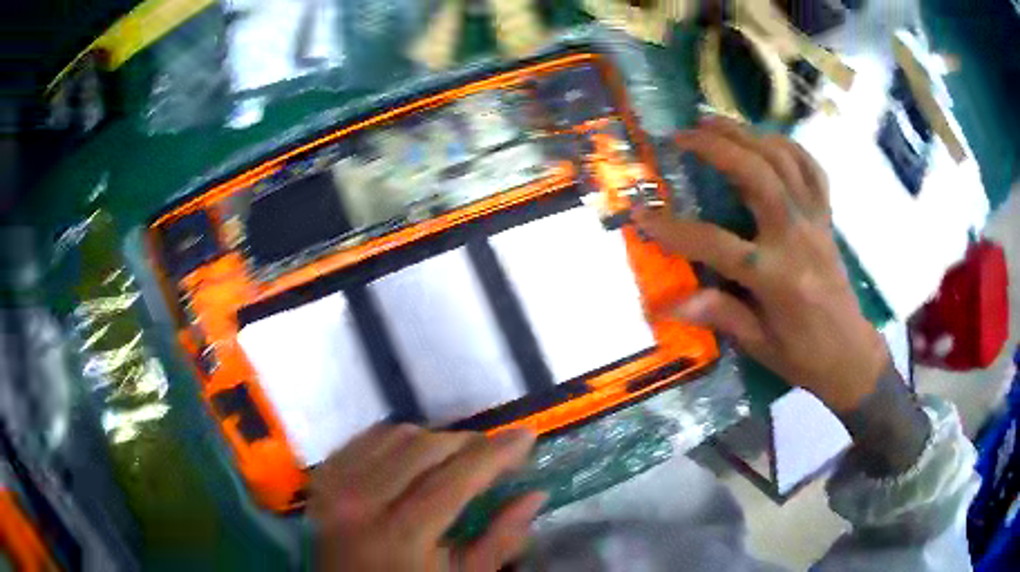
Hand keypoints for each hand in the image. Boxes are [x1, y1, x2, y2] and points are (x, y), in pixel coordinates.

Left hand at [310, 425, 544, 571]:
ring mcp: (336, 485)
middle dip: (467, 442)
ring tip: (454, 456)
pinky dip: (396, 439)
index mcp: (401, 534)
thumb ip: (501, 538)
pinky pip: (364, 438)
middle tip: (491, 453)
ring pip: (394, 435)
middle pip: (424, 448)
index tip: (526, 435)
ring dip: (433, 439)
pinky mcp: (324, 478)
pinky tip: (412, 455)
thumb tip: (535, 494)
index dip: (496, 453)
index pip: (456, 478)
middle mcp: (362, 501)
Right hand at [635, 117, 888, 412]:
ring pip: (783, 161)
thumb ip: (720, 314)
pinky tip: (764, 138)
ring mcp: (815, 222)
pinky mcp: (826, 218)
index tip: (640, 214)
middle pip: (757, 175)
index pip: (715, 243)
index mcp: (775, 277)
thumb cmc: (803, 356)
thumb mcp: (758, 345)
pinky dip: (788, 146)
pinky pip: (811, 169)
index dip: (673, 229)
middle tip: (682, 135)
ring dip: (746, 134)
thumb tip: (673, 302)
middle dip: (716, 147)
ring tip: (713, 121)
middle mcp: (796, 239)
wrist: (850, 354)